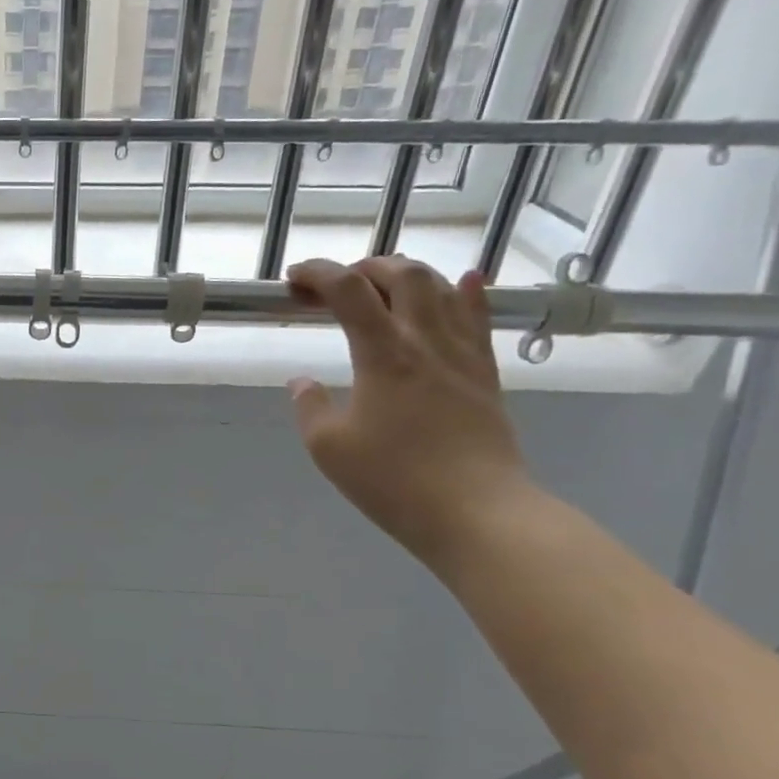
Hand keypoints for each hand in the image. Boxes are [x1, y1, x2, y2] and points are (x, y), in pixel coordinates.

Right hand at [286, 256, 533, 563]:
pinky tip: (464, 281)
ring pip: (442, 288)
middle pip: (402, 275)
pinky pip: (478, 319)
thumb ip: (310, 407)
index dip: (318, 274)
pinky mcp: (485, 373)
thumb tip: (302, 382)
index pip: (348, 291)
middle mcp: (425, 340)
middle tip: (337, 285)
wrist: (476, 511)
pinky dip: (466, 292)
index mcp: (383, 354)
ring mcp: (462, 354)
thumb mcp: (329, 447)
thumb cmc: (394, 480)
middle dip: (364, 267)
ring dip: (408, 274)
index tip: (293, 280)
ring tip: (384, 283)